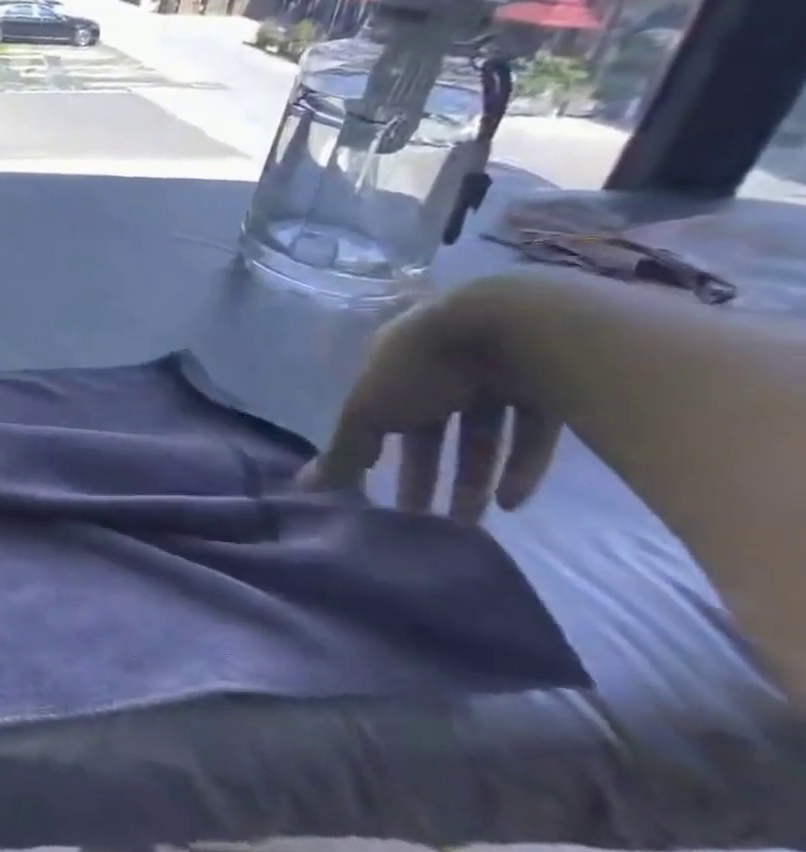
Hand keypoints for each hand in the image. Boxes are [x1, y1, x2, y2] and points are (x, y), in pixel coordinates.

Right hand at [300, 284, 561, 522]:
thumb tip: (302, 485)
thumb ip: (342, 449)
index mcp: (395, 362)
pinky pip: (532, 433)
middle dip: (426, 473)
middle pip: (432, 428)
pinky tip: (511, 503)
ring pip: (482, 433)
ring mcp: (499, 373)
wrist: (516, 328)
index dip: (378, 451)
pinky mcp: (550, 386)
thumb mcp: (367, 410)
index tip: (377, 490)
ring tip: (468, 524)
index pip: (381, 412)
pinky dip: (522, 468)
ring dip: (473, 478)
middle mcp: (443, 365)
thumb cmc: (423, 366)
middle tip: (422, 518)